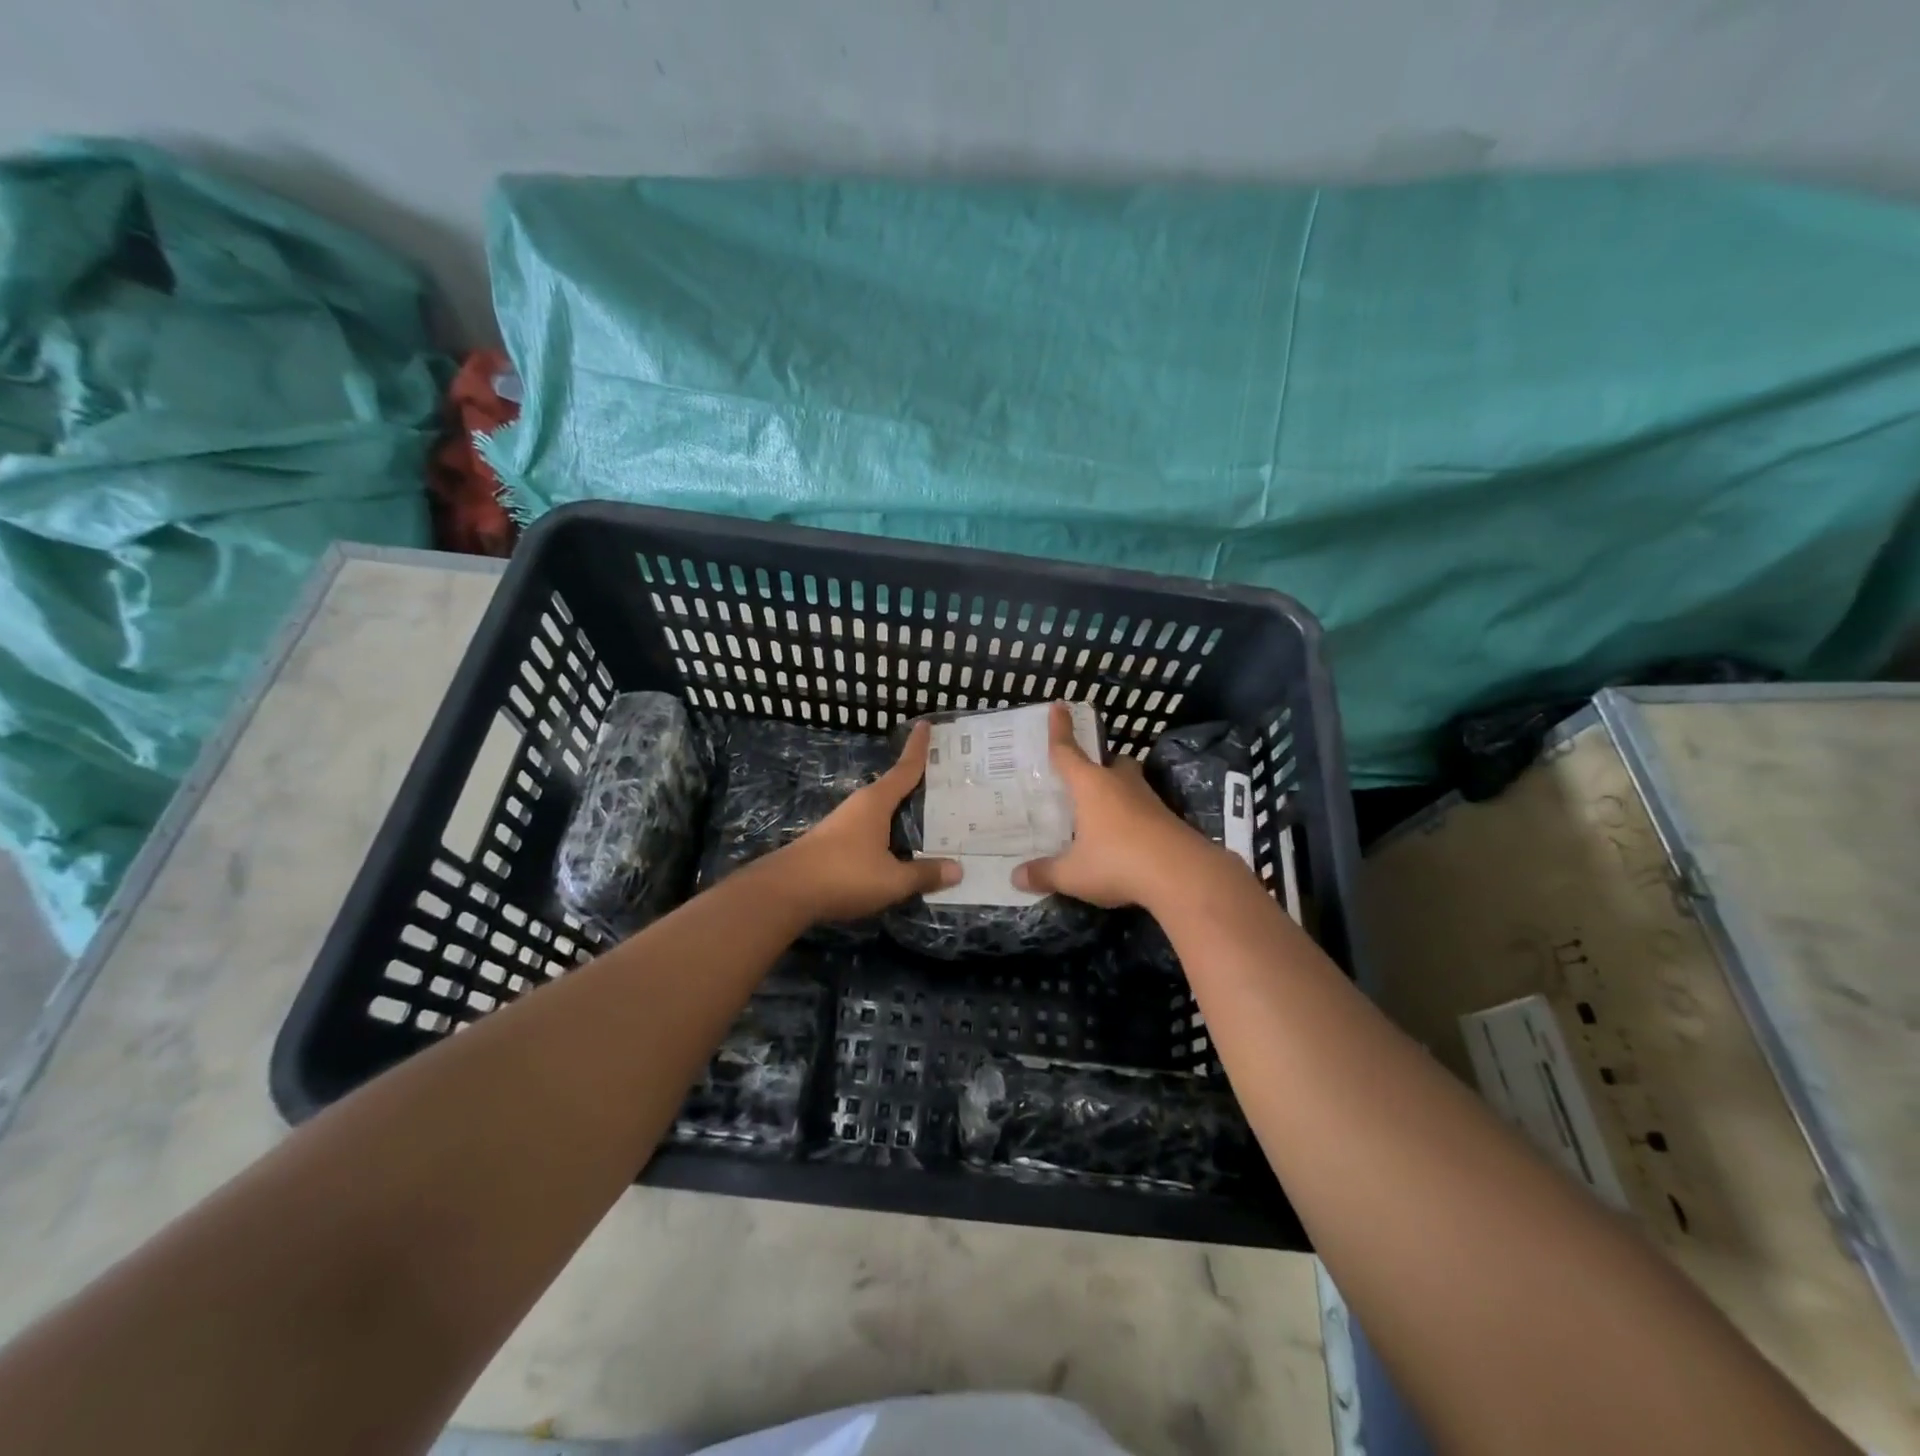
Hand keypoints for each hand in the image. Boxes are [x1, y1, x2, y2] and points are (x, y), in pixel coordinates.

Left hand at [767, 721, 960, 922]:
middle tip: (947, 780)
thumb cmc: (843, 875)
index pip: (904, 769)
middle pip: (894, 788)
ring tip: (930, 817)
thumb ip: (924, 874)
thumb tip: (959, 870)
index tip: (925, 723)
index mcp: (876, 802)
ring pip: (881, 811)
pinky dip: (889, 833)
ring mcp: (843, 824)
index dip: (918, 748)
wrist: (784, 892)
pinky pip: (871, 830)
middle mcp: (860, 806)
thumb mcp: (892, 880)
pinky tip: (899, 849)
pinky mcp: (833, 843)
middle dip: (917, 783)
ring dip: (902, 812)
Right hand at [1014, 704, 1217, 909]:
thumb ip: (1044, 873)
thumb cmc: (1118, 862)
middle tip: (1085, 778)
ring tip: (1102, 812)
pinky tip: (1125, 838)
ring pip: (1131, 783)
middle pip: (1110, 762)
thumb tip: (1015, 876)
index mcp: (1091, 785)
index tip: (1059, 706)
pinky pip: (1144, 809)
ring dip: (1118, 791)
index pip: (1068, 751)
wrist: (1184, 875)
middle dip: (1099, 764)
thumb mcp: (1073, 874)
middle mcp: (1120, 784)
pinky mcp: (1169, 820)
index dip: (1060, 729)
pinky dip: (1133, 817)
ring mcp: (1149, 800)